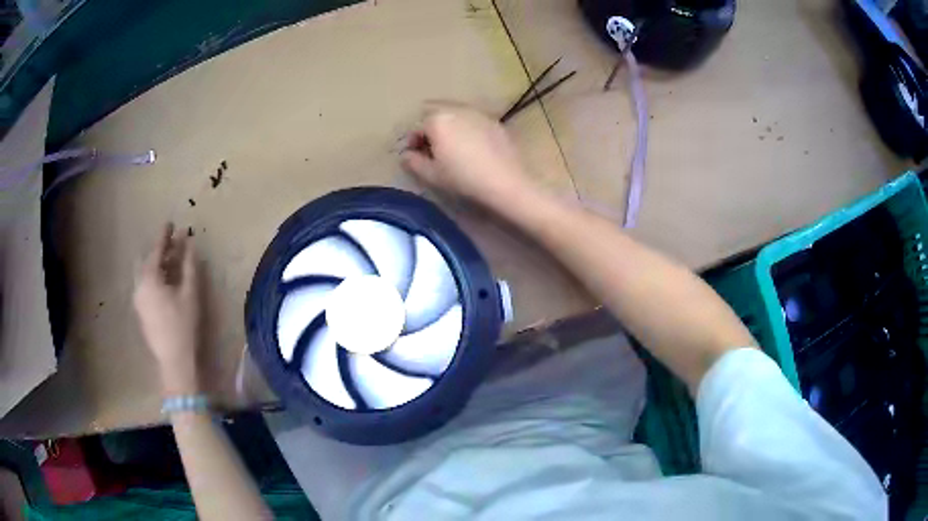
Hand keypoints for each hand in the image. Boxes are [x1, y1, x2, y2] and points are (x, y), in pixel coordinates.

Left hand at [133, 223, 200, 395]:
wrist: (174, 360)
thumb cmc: (183, 325)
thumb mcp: (190, 293)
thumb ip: (189, 265)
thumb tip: (189, 243)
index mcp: (149, 279)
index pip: (156, 250)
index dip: (164, 236)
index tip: (171, 223)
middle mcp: (139, 286)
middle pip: (148, 261)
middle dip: (160, 250)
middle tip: (174, 243)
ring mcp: (138, 300)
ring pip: (145, 273)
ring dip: (158, 264)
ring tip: (172, 261)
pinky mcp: (141, 311)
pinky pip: (145, 284)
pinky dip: (155, 276)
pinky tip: (166, 281)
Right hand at [401, 102, 534, 207]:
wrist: (506, 183)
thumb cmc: (464, 179)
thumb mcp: (432, 175)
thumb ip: (413, 162)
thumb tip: (406, 155)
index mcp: (437, 119)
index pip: (416, 127)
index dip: (412, 142)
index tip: (415, 156)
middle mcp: (457, 109)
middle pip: (435, 113)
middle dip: (429, 127)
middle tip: (432, 148)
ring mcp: (478, 113)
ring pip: (455, 113)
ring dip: (448, 125)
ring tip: (452, 147)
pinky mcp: (495, 121)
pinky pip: (473, 119)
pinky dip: (467, 128)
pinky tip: (472, 147)